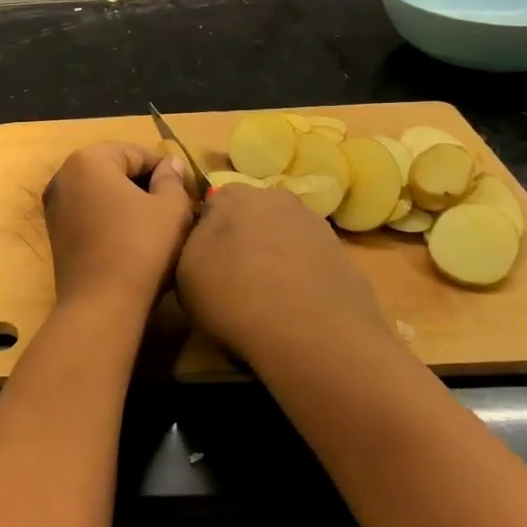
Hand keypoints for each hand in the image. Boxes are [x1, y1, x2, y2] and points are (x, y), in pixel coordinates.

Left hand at [43, 142, 194, 309]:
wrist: (100, 305)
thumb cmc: (141, 248)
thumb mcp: (171, 209)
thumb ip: (172, 179)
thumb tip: (169, 164)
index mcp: (88, 160)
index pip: (137, 153)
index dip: (165, 171)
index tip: (186, 193)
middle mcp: (63, 176)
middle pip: (115, 170)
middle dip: (144, 184)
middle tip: (173, 209)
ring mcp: (55, 205)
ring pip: (102, 193)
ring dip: (127, 202)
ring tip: (155, 225)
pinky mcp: (55, 233)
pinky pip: (89, 214)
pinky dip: (110, 219)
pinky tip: (131, 240)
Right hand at [176, 184, 391, 369]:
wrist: (311, 331)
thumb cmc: (234, 296)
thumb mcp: (184, 273)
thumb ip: (191, 244)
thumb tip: (204, 237)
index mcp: (232, 196)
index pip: (211, 203)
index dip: (206, 232)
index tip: (203, 261)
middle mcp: (275, 197)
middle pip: (252, 214)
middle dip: (243, 237)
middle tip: (233, 275)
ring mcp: (314, 223)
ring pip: (284, 234)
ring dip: (275, 254)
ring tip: (267, 295)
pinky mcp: (342, 253)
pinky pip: (311, 259)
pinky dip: (302, 274)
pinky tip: (296, 306)